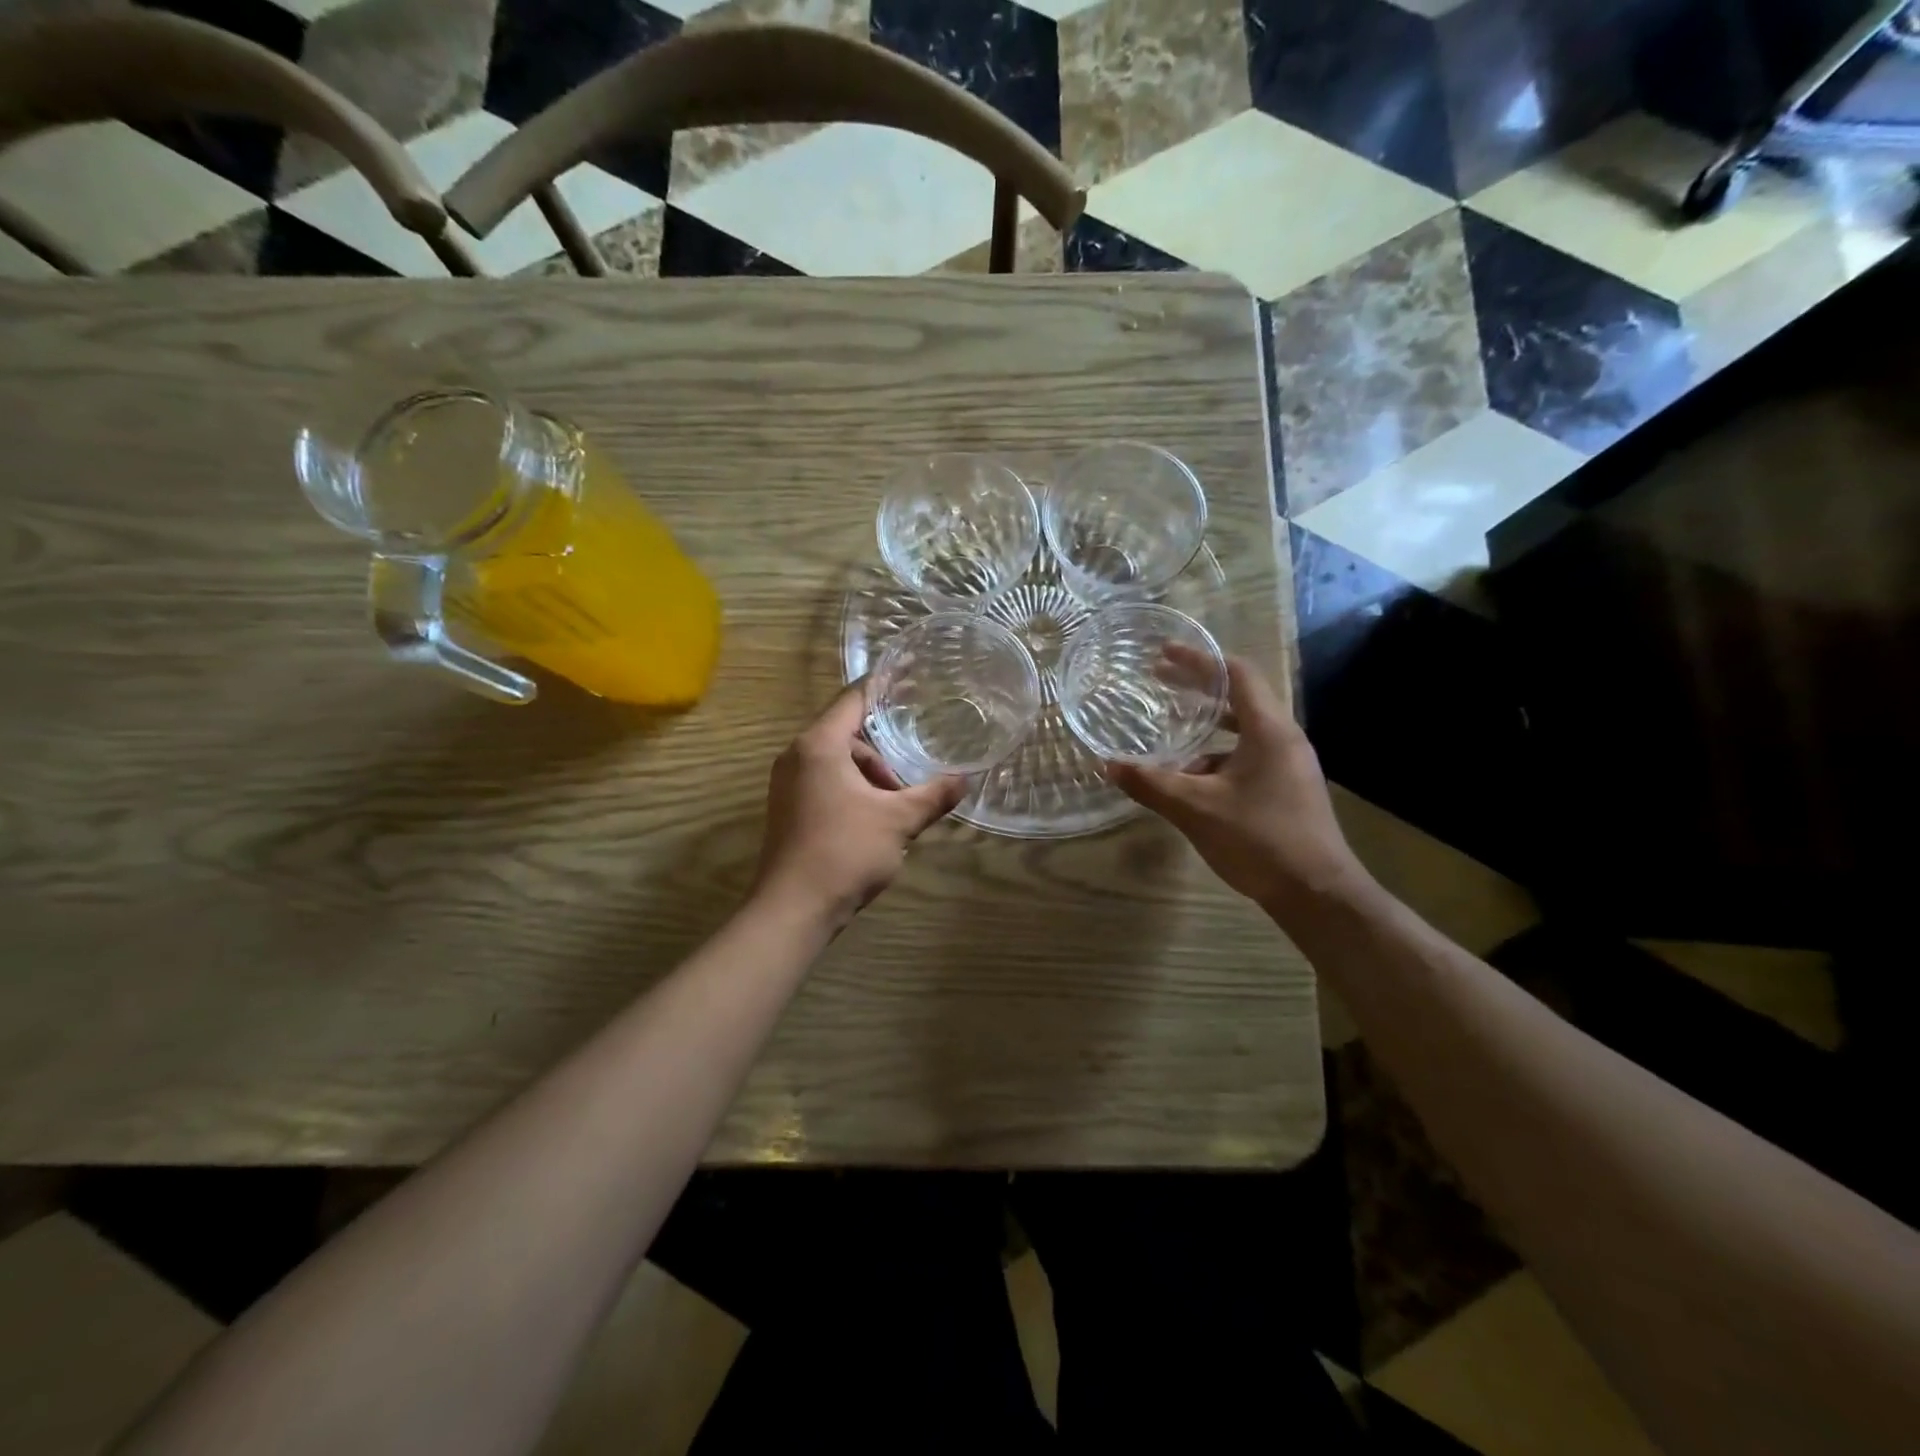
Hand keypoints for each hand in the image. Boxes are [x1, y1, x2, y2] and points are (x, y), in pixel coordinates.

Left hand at [752, 682, 966, 929]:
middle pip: (848, 733)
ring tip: (896, 808)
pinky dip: (853, 791)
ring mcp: (788, 784)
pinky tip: (875, 820)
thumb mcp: (898, 820)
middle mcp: (797, 756)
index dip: (884, 686)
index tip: (911, 677)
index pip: (854, 698)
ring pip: (838, 762)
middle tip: (910, 777)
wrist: (792, 910)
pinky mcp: (788, 809)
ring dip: (870, 777)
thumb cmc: (845, 852)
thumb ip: (933, 795)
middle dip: (883, 752)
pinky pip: (826, 782)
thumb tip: (966, 779)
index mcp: (819, 745)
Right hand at [1106, 652, 1369, 917]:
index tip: (1164, 653)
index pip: (1237, 674)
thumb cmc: (1260, 839)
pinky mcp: (1287, 789)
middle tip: (1158, 681)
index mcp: (1269, 730)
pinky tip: (1191, 781)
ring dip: (1205, 729)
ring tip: (1169, 736)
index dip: (1199, 660)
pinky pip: (1247, 759)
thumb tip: (1109, 765)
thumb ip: (1152, 784)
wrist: (1318, 894)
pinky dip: (1216, 759)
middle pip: (1239, 698)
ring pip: (1242, 733)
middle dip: (1197, 688)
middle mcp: (1283, 739)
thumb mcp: (1196, 809)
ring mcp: (1289, 765)